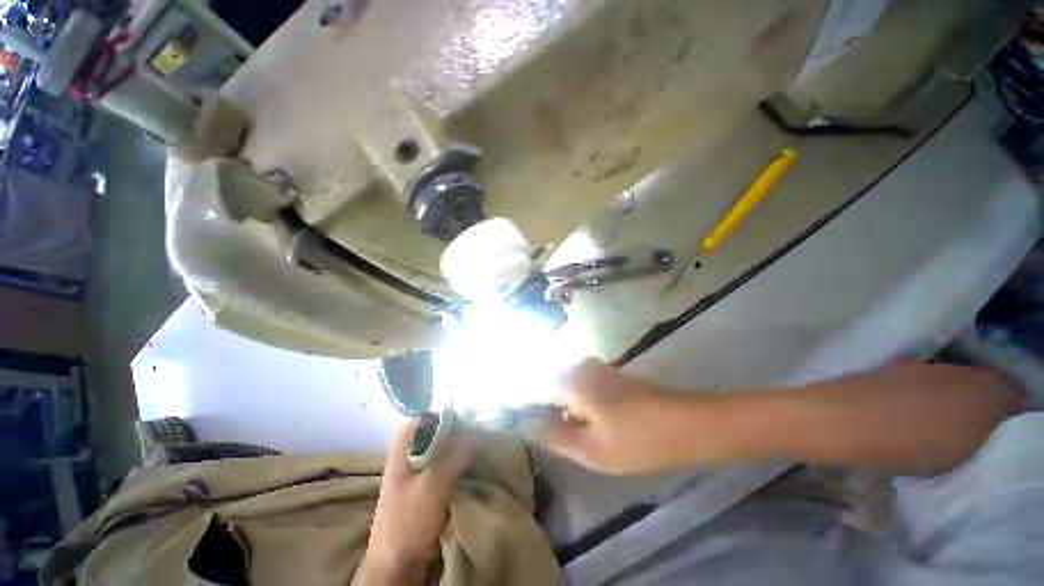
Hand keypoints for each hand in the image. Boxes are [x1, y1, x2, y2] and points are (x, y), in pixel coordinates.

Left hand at [357, 419, 477, 584]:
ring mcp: (422, 470)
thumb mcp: (432, 485)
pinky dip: (463, 460)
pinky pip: (450, 464)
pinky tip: (479, 459)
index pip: (424, 415)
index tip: (469, 411)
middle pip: (438, 430)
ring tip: (486, 439)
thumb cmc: (408, 521)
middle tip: (484, 425)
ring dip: (464, 444)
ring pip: (446, 447)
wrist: (398, 566)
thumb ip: (456, 455)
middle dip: (460, 427)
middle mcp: (412, 453)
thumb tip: (480, 430)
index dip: (445, 410)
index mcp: (403, 447)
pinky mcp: (431, 485)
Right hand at [538, 359, 698, 474]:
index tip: (533, 431)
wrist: (684, 424)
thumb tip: (524, 424)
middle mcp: (578, 366)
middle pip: (549, 387)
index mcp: (570, 381)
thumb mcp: (590, 449)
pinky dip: (579, 403)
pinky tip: (594, 421)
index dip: (530, 412)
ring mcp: (594, 366)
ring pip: (565, 387)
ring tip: (580, 433)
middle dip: (549, 411)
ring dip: (565, 408)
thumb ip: (553, 435)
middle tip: (562, 438)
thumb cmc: (636, 440)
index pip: (534, 391)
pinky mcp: (606, 372)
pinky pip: (580, 385)